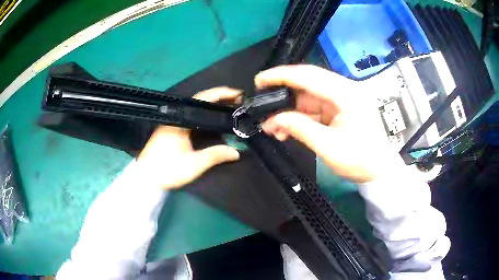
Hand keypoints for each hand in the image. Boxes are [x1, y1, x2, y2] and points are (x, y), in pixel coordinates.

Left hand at [137, 87, 241, 189]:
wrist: (146, 178)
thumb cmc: (167, 170)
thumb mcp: (194, 164)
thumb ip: (215, 155)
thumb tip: (236, 152)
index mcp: (180, 121)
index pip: (202, 100)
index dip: (220, 94)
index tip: (237, 94)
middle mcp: (175, 118)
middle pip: (199, 101)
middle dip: (218, 98)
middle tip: (236, 100)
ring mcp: (171, 123)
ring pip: (194, 109)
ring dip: (211, 106)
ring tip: (228, 107)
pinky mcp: (169, 130)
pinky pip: (190, 116)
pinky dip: (203, 115)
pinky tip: (211, 120)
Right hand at [256, 65, 400, 182]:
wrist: (379, 171)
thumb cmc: (360, 160)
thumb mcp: (329, 146)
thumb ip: (300, 129)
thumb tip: (275, 119)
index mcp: (347, 94)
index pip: (309, 76)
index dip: (282, 75)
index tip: (260, 79)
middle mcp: (345, 91)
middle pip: (307, 84)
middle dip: (282, 94)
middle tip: (261, 104)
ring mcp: (341, 100)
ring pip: (308, 98)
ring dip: (289, 110)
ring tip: (270, 126)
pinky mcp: (338, 110)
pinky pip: (314, 109)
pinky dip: (298, 118)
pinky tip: (285, 129)